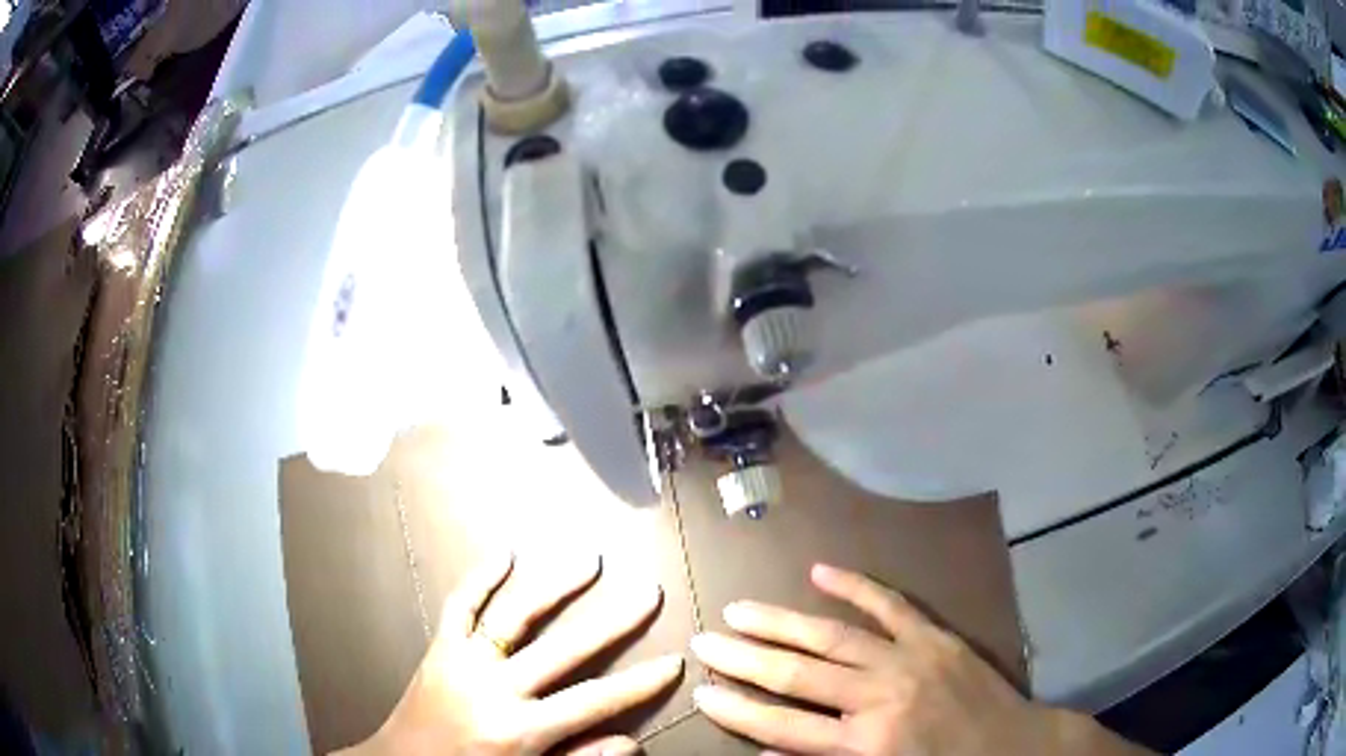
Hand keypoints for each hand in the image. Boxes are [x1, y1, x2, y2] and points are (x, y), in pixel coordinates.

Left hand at [343, 551, 682, 755]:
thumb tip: (631, 741)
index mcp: (519, 731)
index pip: (593, 701)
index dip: (639, 683)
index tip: (675, 661)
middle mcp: (494, 690)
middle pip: (564, 650)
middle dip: (613, 621)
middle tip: (648, 592)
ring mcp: (463, 662)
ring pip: (515, 616)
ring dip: (554, 586)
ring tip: (590, 561)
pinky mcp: (439, 648)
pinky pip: (459, 606)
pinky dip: (481, 578)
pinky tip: (506, 554)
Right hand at [691, 564, 1147, 755]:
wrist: (1017, 749)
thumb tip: (770, 750)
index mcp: (866, 744)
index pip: (783, 727)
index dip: (738, 711)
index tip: (703, 692)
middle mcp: (880, 697)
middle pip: (798, 675)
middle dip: (745, 659)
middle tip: (703, 641)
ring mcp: (910, 659)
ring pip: (833, 636)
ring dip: (782, 622)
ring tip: (740, 610)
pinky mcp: (936, 637)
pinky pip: (890, 605)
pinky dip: (855, 586)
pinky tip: (820, 571)